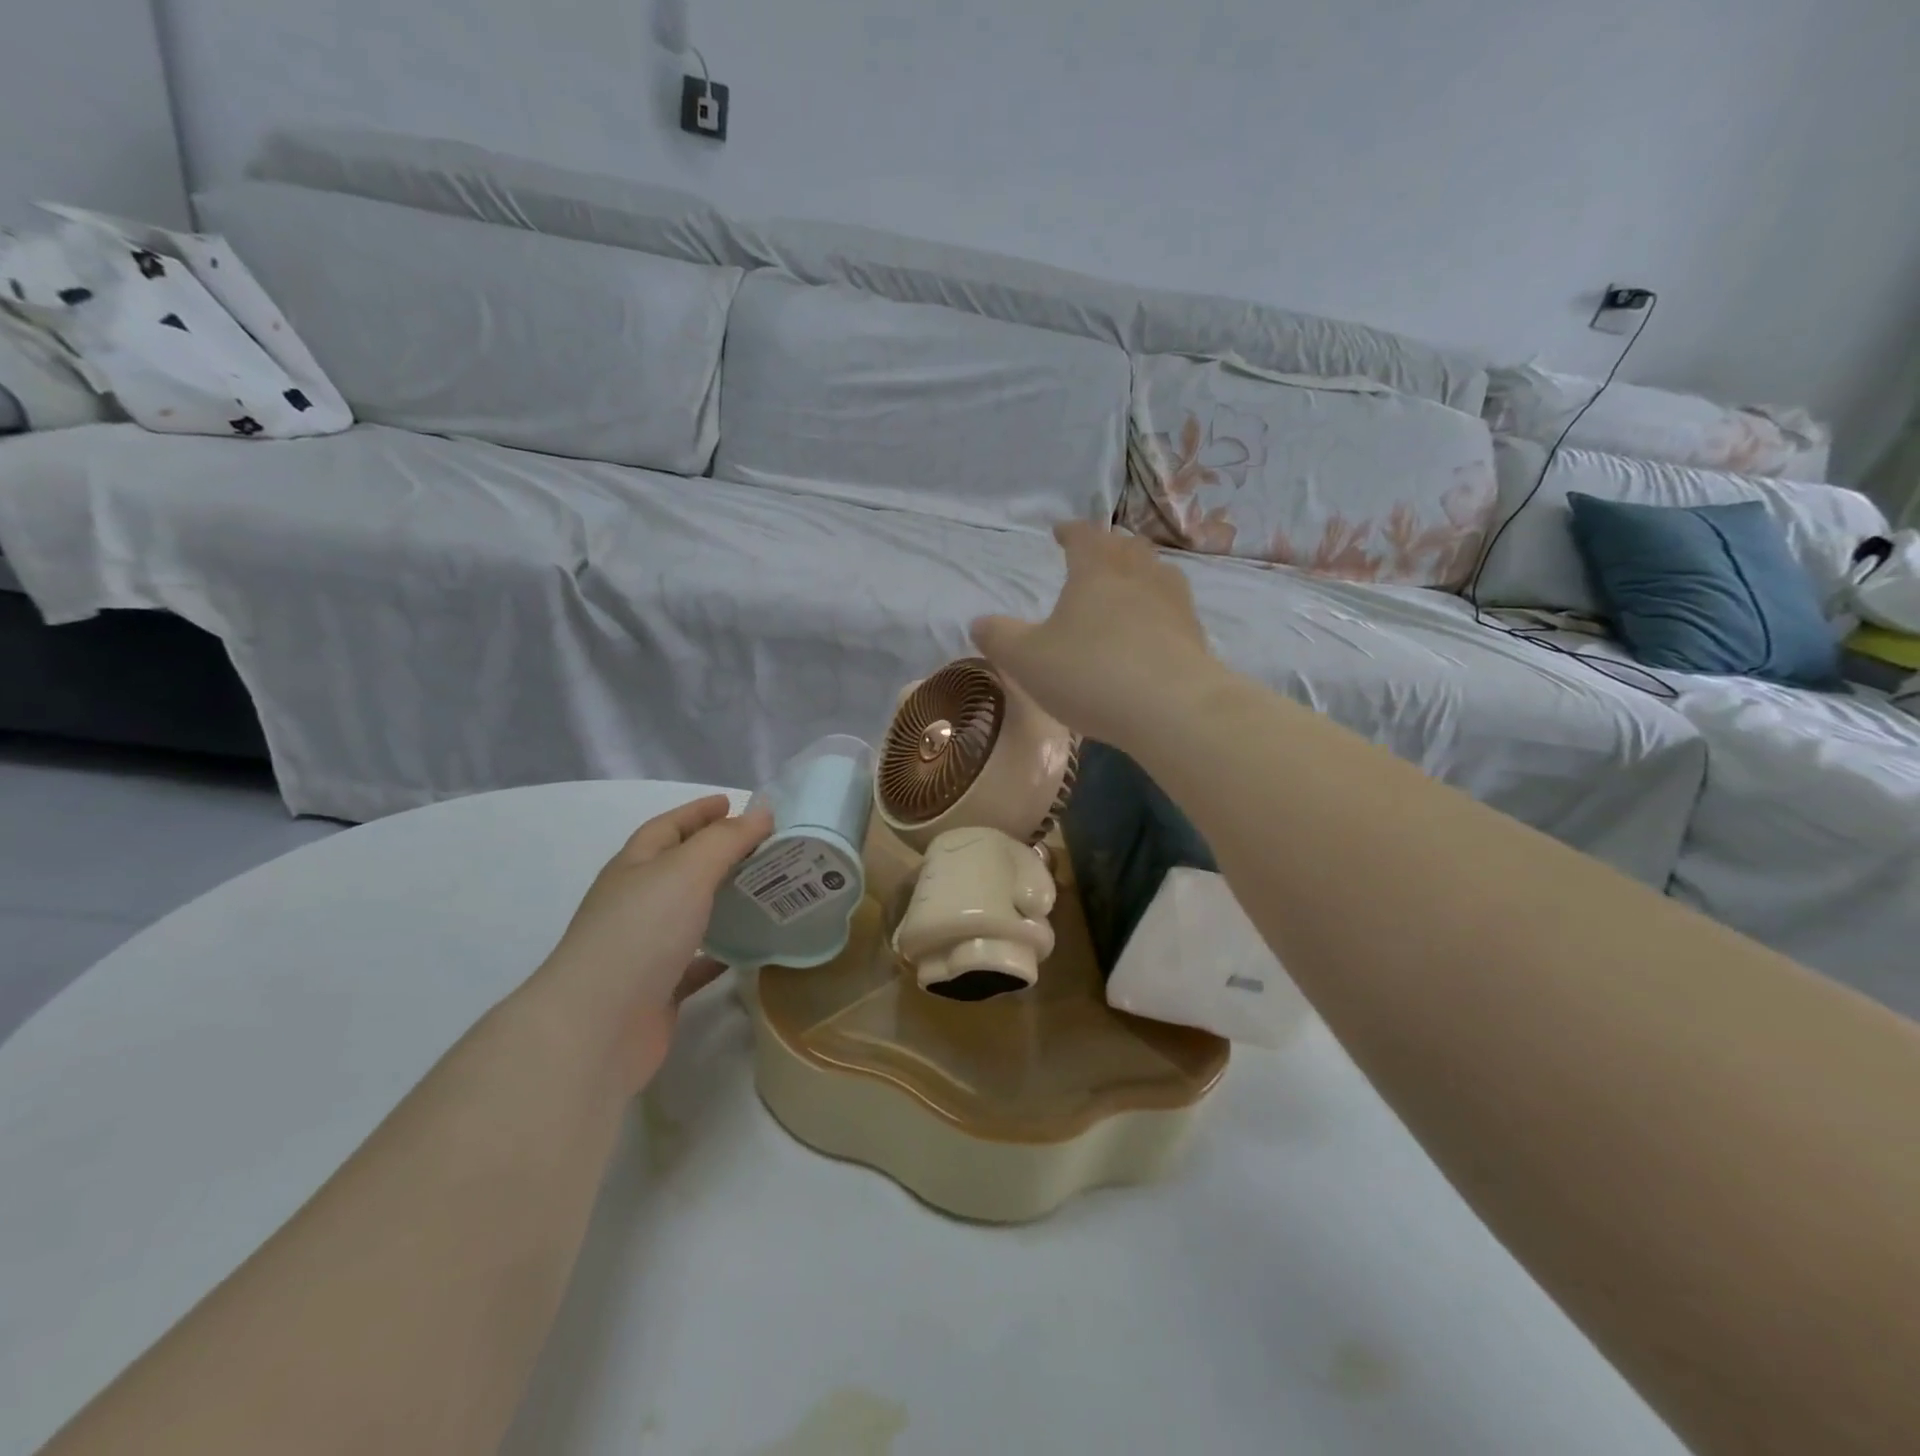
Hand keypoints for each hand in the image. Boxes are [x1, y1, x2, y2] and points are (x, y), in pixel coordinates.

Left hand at [538, 796, 771, 1092]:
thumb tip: (762, 812)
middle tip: (764, 847)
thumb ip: (726, 839)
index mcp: (635, 867)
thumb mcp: (687, 870)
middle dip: (718, 853)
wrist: (597, 1026)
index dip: (699, 812)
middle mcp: (636, 902)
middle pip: (680, 868)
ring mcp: (645, 947)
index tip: (734, 803)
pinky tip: (752, 947)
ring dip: (723, 900)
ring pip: (691, 913)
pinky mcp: (659, 988)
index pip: (669, 827)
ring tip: (767, 891)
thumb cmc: (640, 932)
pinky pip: (698, 961)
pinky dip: (724, 950)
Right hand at [971, 522, 1217, 746]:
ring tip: (1129, 585)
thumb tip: (979, 622)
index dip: (1069, 531)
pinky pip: (1174, 608)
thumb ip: (999, 638)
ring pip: (1157, 572)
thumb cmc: (1089, 674)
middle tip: (1096, 556)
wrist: (1171, 708)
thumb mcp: (1026, 660)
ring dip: (1140, 572)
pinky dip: (1159, 609)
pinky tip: (1153, 628)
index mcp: (1096, 570)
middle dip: (1108, 547)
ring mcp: (1174, 603)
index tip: (1060, 531)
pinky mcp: (1195, 635)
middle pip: (1125, 547)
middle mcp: (1139, 575)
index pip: (1083, 536)